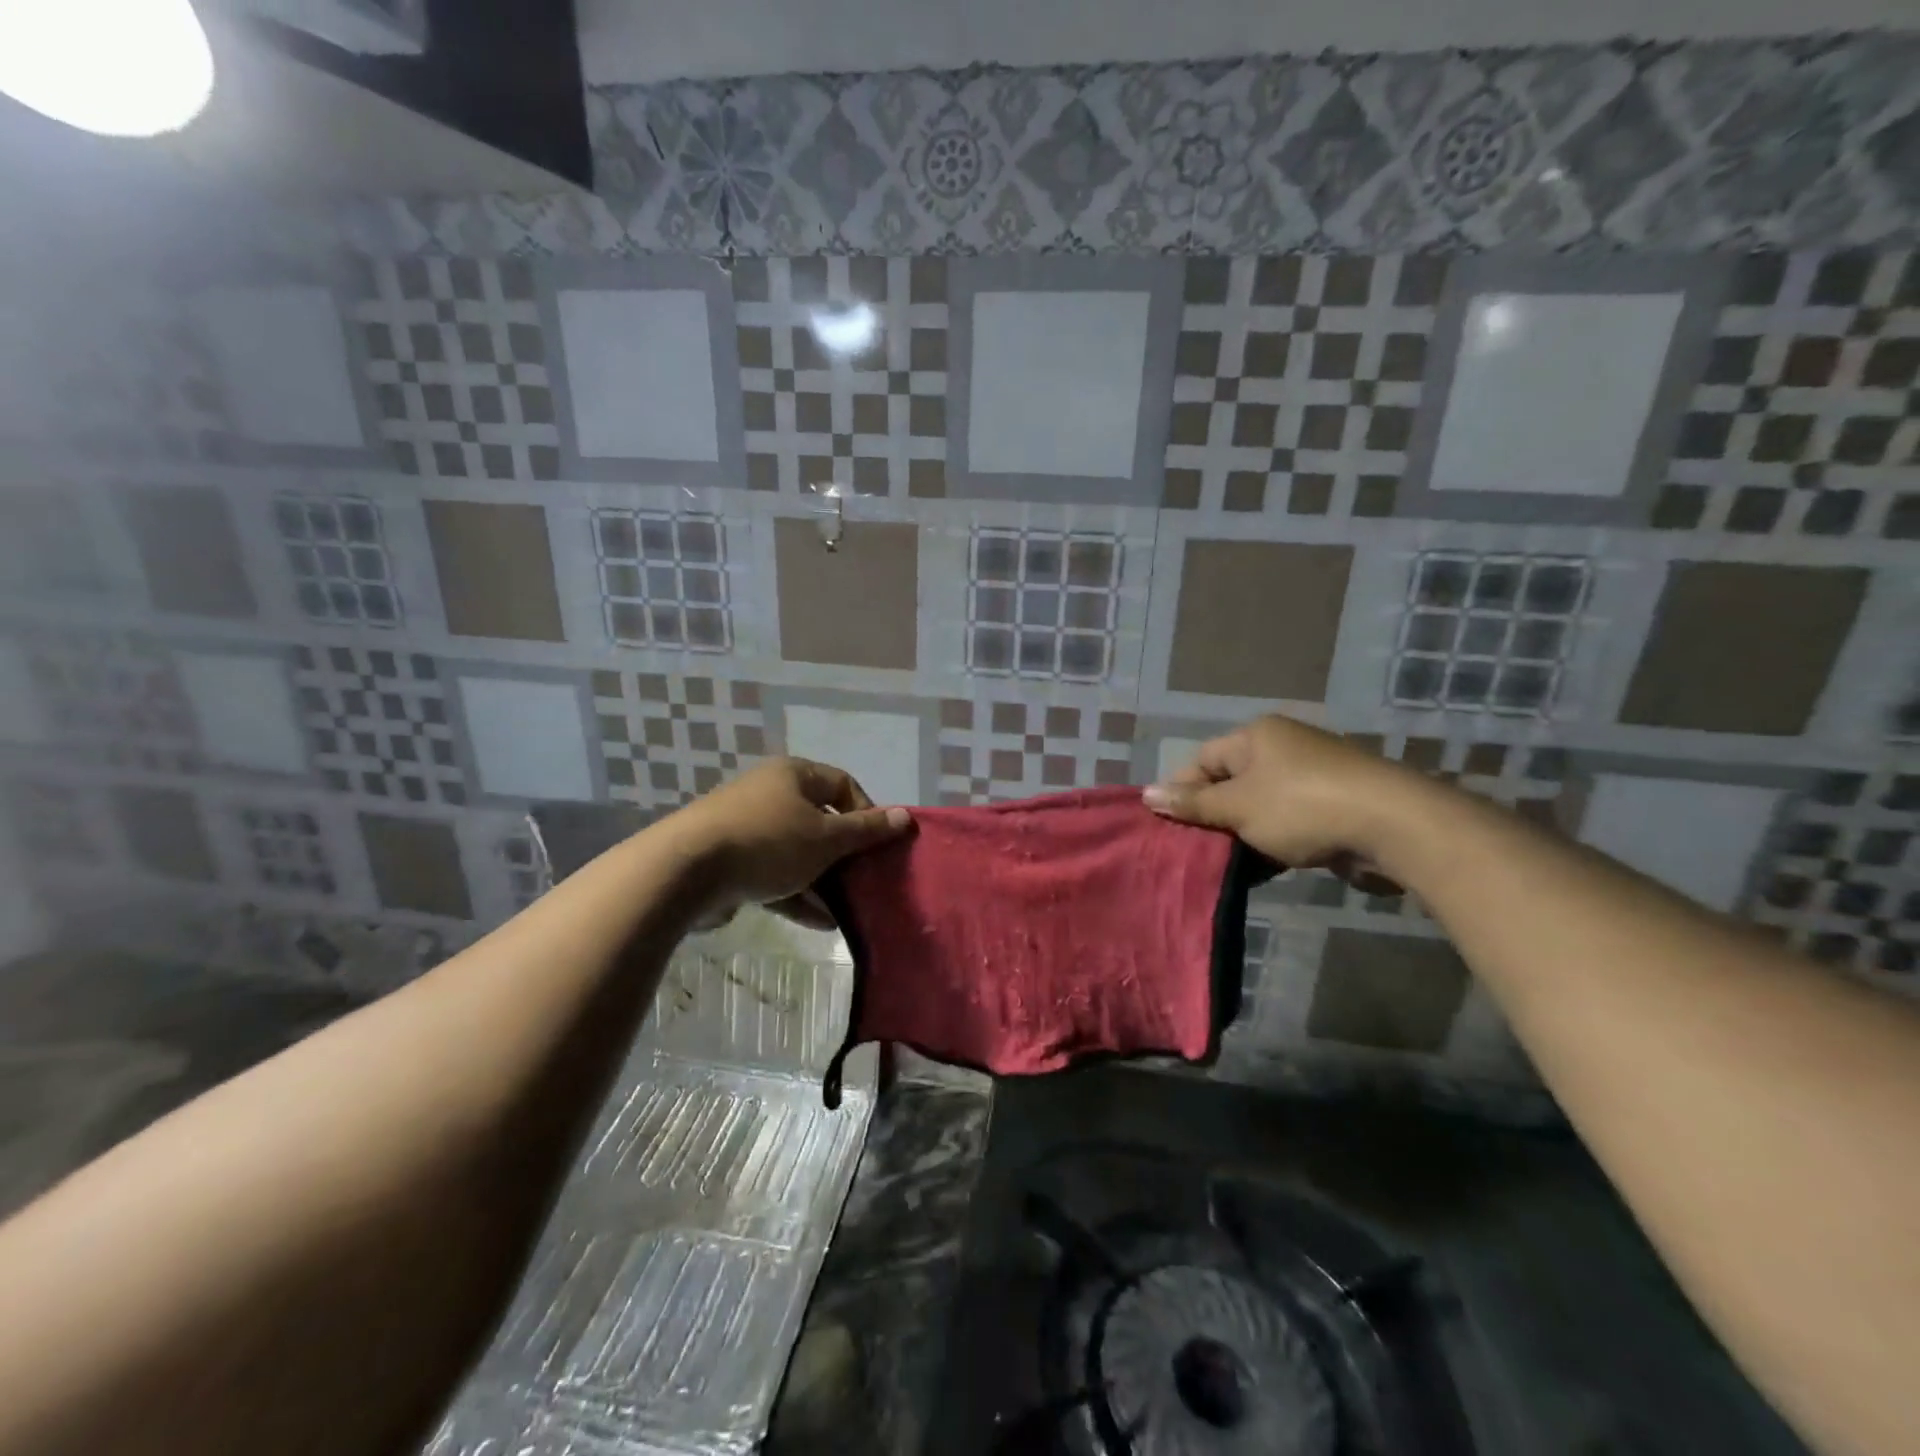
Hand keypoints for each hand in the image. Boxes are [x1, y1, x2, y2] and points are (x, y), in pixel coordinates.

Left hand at [668, 758, 910, 927]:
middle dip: (845, 854)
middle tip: (866, 879)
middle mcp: (770, 794)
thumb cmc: (768, 842)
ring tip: (848, 909)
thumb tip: (905, 817)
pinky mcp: (731, 861)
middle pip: (820, 821)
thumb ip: (867, 831)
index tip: (879, 844)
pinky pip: (774, 874)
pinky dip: (796, 895)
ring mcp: (747, 829)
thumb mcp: (826, 838)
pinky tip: (821, 924)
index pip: (843, 785)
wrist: (686, 871)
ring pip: (798, 852)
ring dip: (823, 880)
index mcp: (793, 775)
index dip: (867, 812)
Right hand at [1142, 716, 1420, 880]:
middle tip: (1195, 850)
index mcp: (1257, 736)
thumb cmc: (1302, 806)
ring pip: (1260, 806)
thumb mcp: (1237, 807)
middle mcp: (1283, 748)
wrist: (1393, 826)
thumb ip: (1193, 804)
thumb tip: (1147, 794)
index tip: (1171, 827)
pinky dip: (1272, 842)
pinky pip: (1289, 822)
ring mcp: (1312, 777)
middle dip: (1213, 818)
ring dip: (1242, 834)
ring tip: (1225, 865)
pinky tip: (1262, 869)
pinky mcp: (1334, 806)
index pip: (1203, 760)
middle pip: (1231, 783)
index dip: (1183, 792)